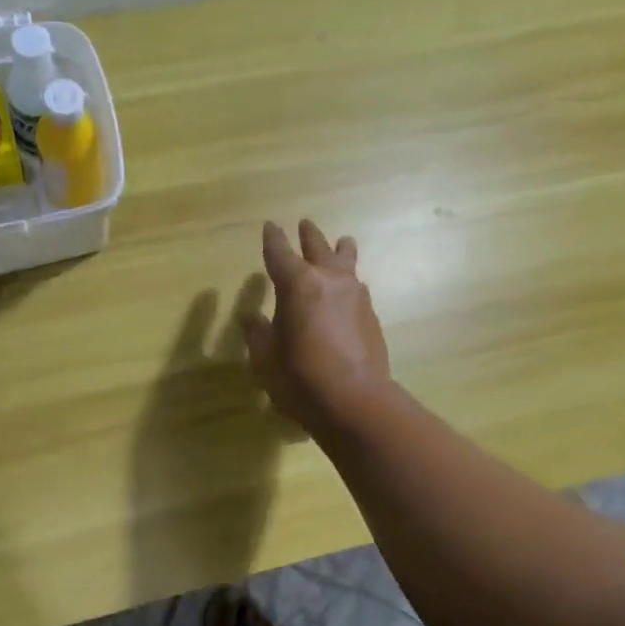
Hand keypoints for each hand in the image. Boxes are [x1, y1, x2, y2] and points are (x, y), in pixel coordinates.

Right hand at [243, 219, 391, 432]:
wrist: (355, 401)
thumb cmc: (300, 377)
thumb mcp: (265, 357)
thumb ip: (259, 333)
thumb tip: (253, 319)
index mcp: (298, 284)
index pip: (280, 253)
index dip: (273, 239)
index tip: (270, 226)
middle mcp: (329, 280)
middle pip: (319, 247)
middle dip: (309, 236)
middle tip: (305, 224)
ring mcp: (356, 296)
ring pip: (347, 262)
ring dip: (340, 250)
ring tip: (342, 243)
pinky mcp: (371, 316)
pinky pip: (357, 287)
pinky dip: (349, 282)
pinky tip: (349, 289)